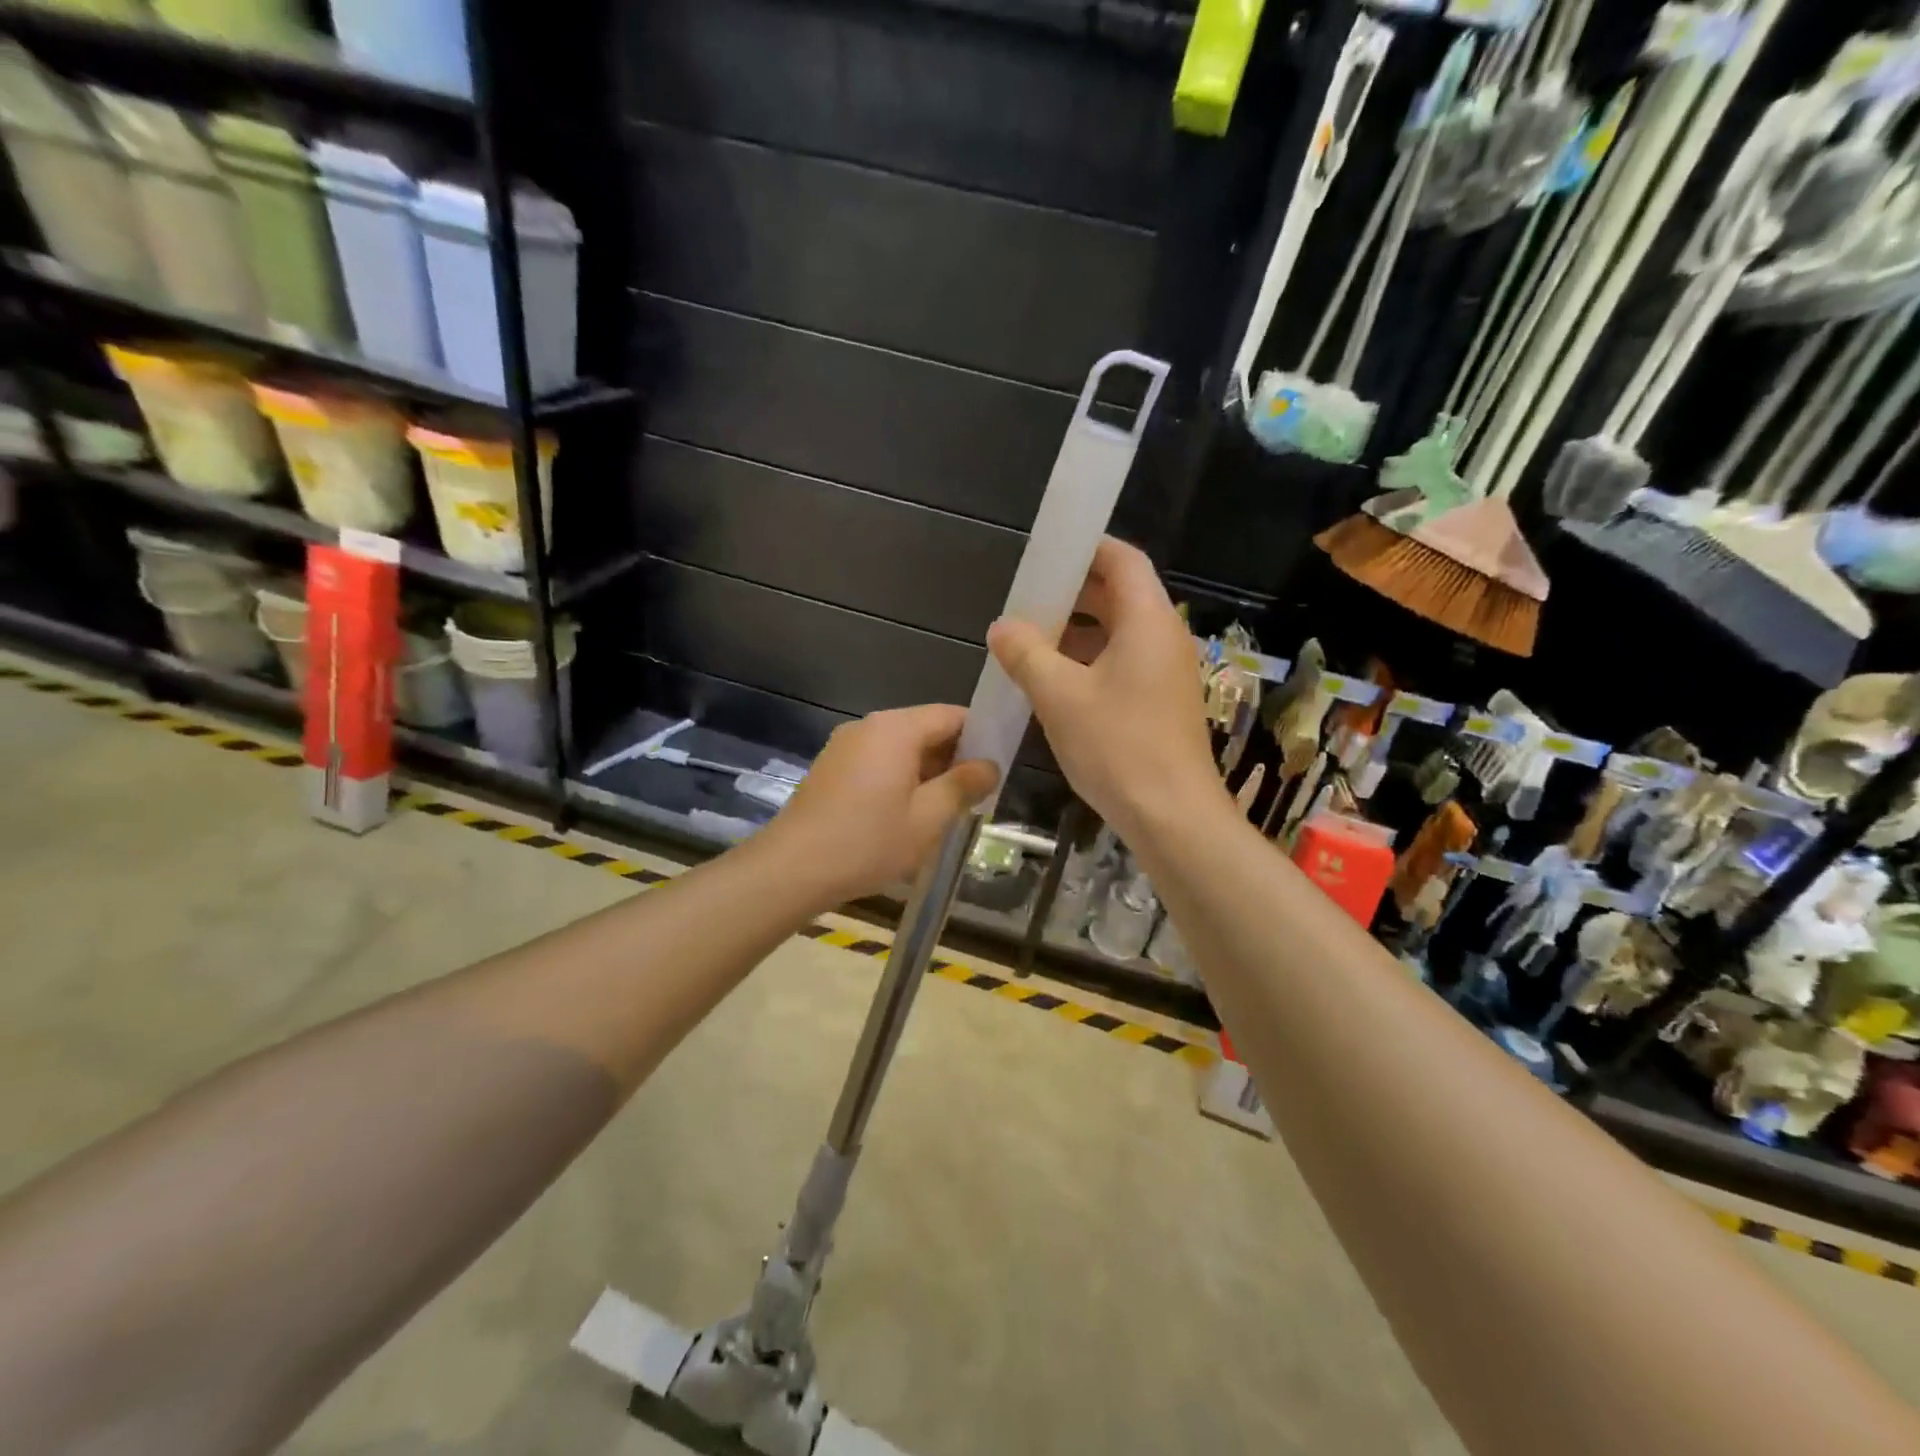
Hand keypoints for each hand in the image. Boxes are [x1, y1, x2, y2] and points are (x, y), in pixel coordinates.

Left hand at [762, 704, 998, 905]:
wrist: (793, 868)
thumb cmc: (868, 842)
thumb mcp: (928, 818)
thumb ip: (964, 786)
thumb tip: (990, 766)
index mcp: (896, 729)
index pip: (952, 715)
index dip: (980, 736)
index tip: (996, 766)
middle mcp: (869, 726)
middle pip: (925, 729)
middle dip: (953, 757)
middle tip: (976, 795)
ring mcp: (845, 745)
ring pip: (900, 748)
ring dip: (926, 771)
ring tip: (944, 810)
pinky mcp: (831, 767)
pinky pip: (877, 761)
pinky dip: (898, 778)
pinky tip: (904, 815)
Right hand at [987, 537, 1224, 842]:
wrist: (1171, 816)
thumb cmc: (1117, 746)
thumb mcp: (1059, 696)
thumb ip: (1026, 654)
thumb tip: (1002, 626)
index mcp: (1148, 621)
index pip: (1122, 560)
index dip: (1086, 548)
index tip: (1046, 554)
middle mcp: (1164, 638)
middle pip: (1120, 595)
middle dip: (1073, 593)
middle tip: (1027, 601)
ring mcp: (1166, 673)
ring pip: (1118, 633)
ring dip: (1077, 632)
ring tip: (1031, 641)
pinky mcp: (1161, 703)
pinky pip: (1122, 664)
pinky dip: (1089, 661)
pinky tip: (1053, 682)